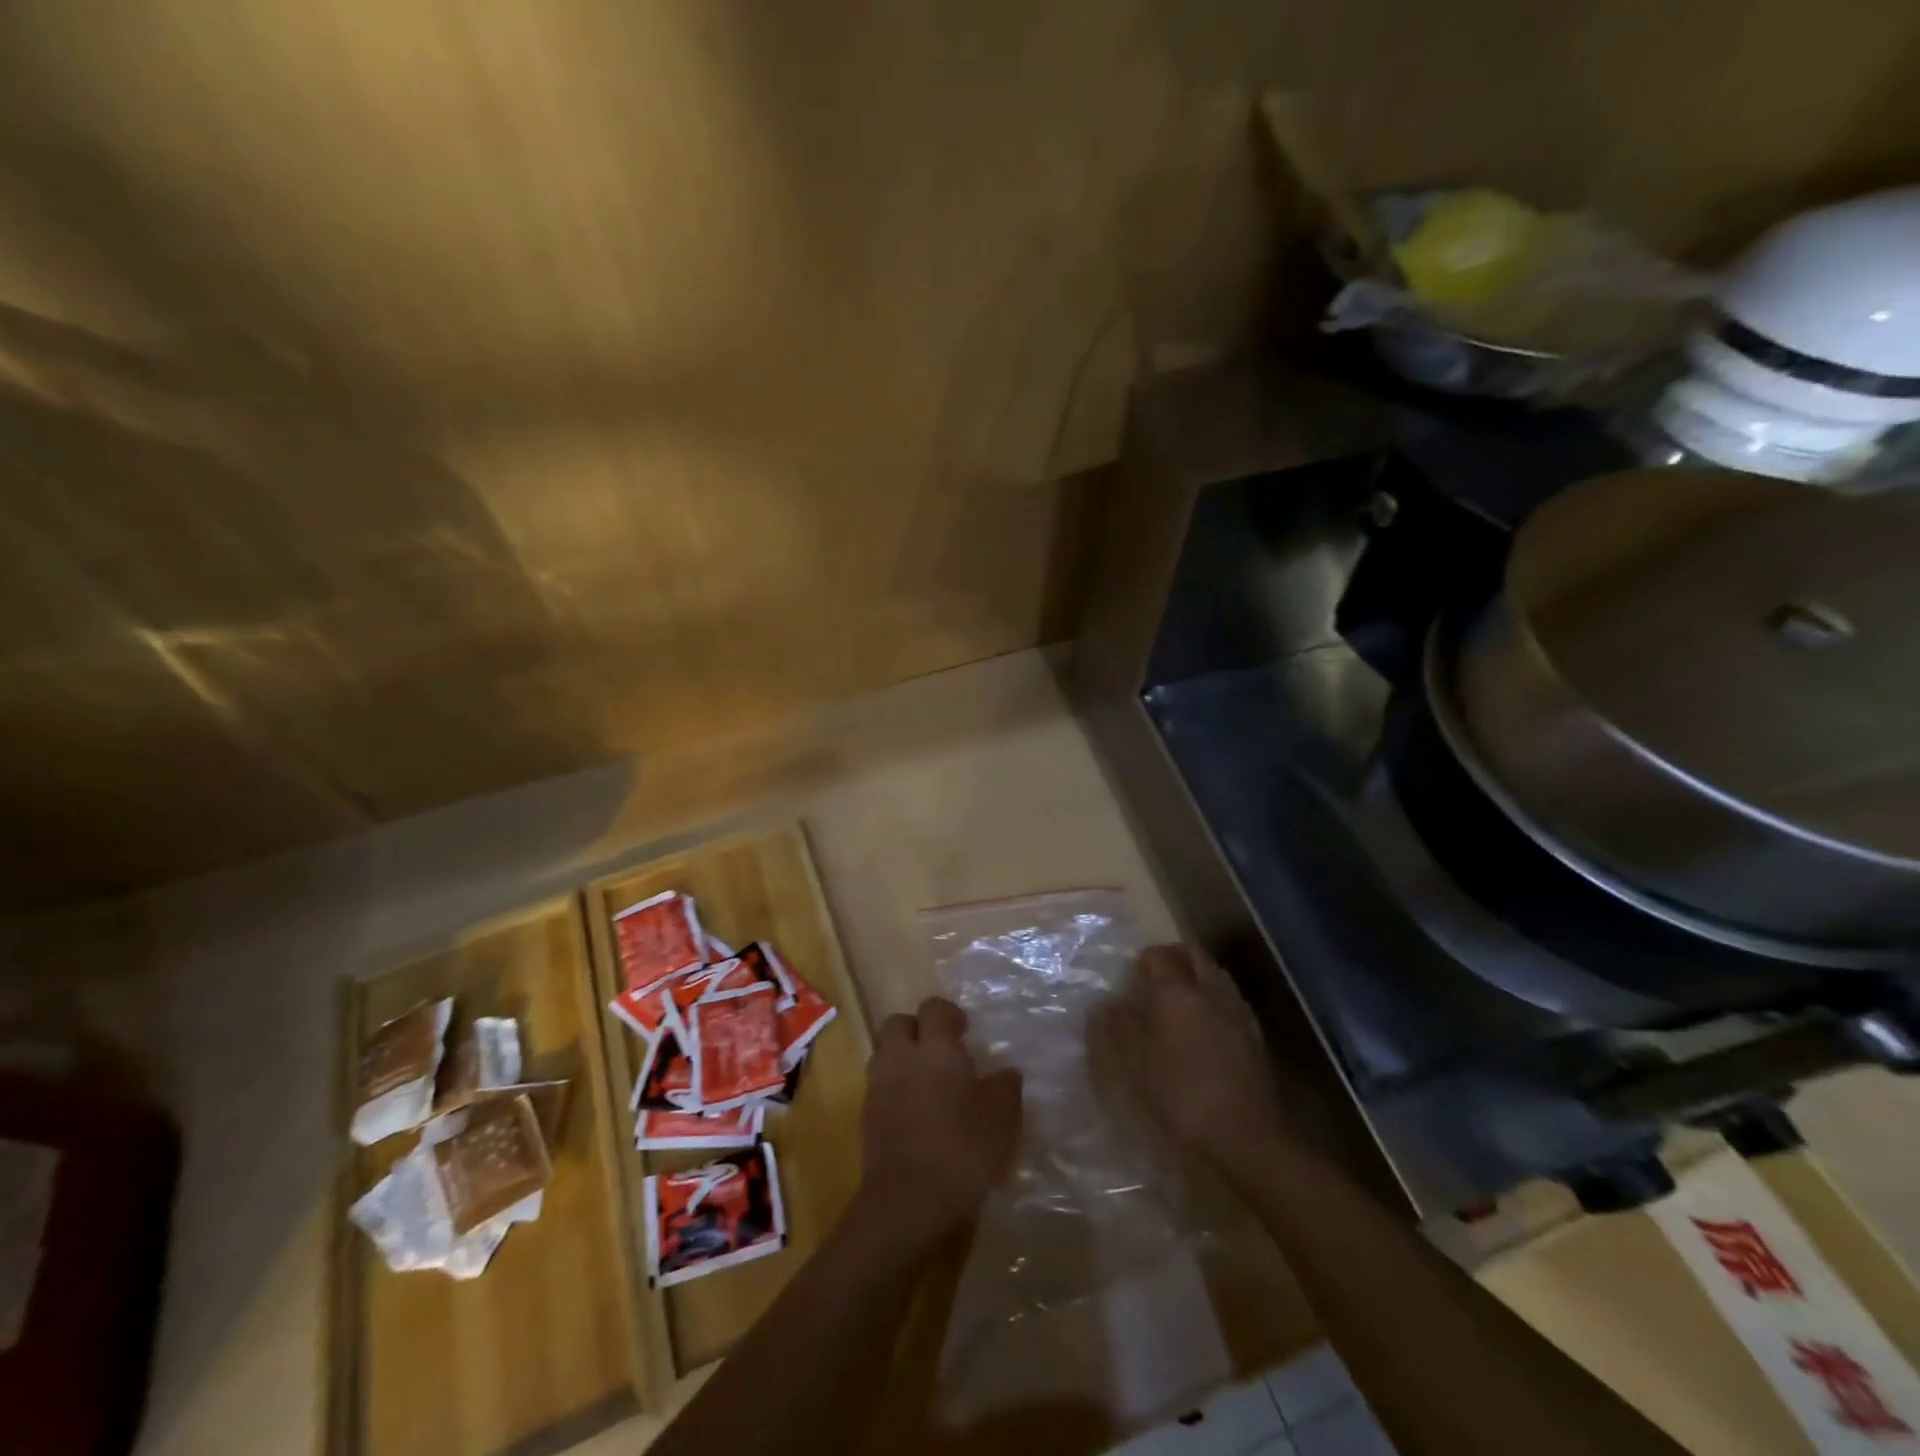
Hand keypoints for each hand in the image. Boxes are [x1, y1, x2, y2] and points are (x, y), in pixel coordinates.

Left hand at [858, 996, 1021, 1248]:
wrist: (908, 1202)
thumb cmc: (962, 1149)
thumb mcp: (1001, 1118)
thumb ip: (1005, 1087)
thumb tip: (1007, 1071)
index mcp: (935, 1048)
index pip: (933, 1008)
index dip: (948, 1013)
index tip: (964, 1030)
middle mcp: (902, 1058)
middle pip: (897, 1023)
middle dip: (916, 1029)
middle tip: (939, 1050)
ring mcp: (879, 1087)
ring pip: (884, 1054)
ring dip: (902, 1058)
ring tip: (927, 1082)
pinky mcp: (867, 1117)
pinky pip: (879, 1087)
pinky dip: (894, 1089)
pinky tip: (916, 1112)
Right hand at [1107, 944, 1292, 1171]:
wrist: (1244, 1136)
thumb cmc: (1179, 1094)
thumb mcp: (1133, 1062)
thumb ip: (1116, 1026)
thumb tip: (1106, 1003)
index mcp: (1177, 991)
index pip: (1159, 955)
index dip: (1143, 959)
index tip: (1131, 975)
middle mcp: (1209, 990)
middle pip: (1194, 955)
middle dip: (1174, 957)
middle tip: (1156, 976)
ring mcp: (1237, 1011)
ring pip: (1216, 974)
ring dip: (1197, 975)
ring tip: (1180, 998)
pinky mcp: (1254, 1036)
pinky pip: (1231, 999)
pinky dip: (1215, 999)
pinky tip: (1206, 1025)